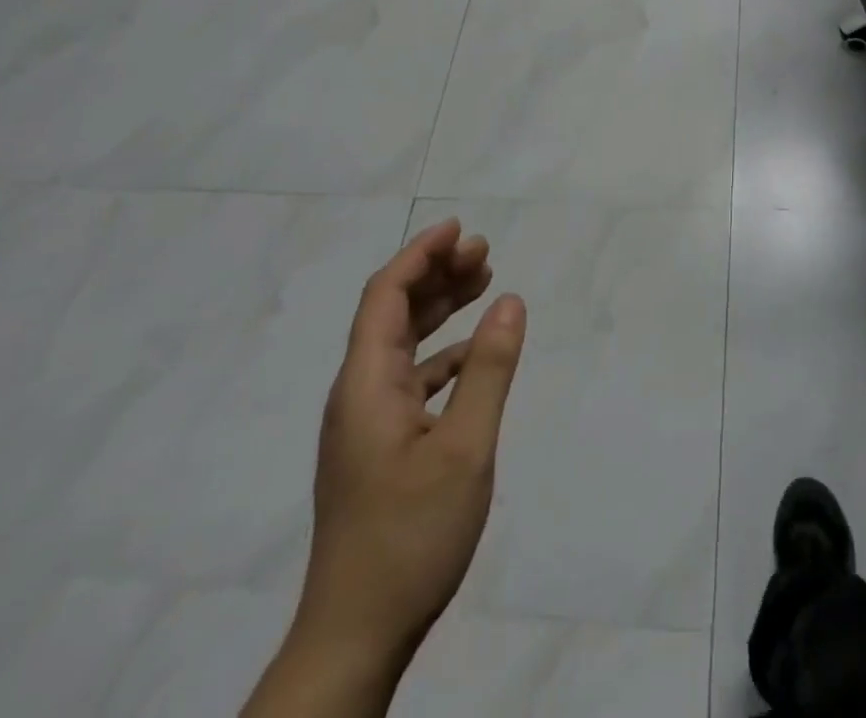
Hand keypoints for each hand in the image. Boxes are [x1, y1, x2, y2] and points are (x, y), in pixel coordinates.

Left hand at [274, 218, 526, 704]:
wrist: (355, 636)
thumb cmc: (410, 536)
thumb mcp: (465, 448)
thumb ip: (488, 369)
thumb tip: (511, 300)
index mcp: (366, 384)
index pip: (385, 296)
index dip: (420, 254)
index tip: (458, 229)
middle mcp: (358, 394)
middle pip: (392, 313)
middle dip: (435, 274)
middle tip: (483, 251)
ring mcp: (365, 423)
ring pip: (401, 344)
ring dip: (438, 309)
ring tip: (482, 282)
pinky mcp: (377, 448)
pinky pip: (409, 378)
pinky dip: (441, 353)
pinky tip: (472, 353)